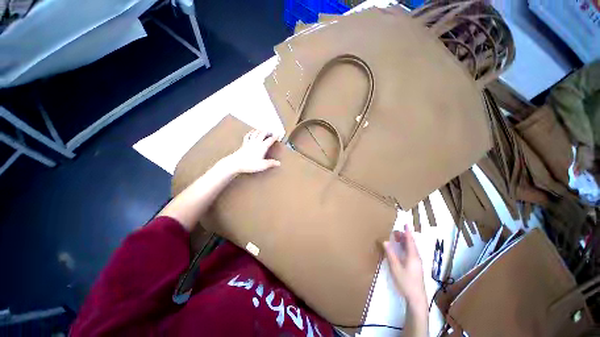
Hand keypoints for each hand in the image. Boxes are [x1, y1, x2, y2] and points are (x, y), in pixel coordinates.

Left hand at [220, 130, 280, 173]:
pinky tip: (252, 132)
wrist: (235, 163)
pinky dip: (251, 132)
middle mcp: (256, 142)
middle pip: (263, 133)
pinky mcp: (244, 143)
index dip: (275, 137)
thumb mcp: (262, 165)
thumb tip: (279, 163)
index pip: (270, 140)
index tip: (278, 135)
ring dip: (260, 130)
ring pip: (255, 133)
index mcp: (262, 147)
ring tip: (263, 130)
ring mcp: (249, 142)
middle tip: (271, 132)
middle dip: (268, 132)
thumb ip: (271, 163)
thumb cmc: (249, 164)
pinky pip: (248, 135)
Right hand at [383, 225, 426, 310]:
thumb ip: (391, 254)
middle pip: (411, 243)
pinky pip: (411, 253)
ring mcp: (417, 263)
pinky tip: (401, 249)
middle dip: (404, 236)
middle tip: (395, 231)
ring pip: (411, 248)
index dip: (407, 232)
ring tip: (397, 238)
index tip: (405, 224)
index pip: (410, 241)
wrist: (416, 298)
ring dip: (405, 242)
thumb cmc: (406, 282)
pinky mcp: (416, 267)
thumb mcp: (396, 268)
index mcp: (413, 256)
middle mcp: (416, 257)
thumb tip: (385, 241)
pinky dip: (406, 247)